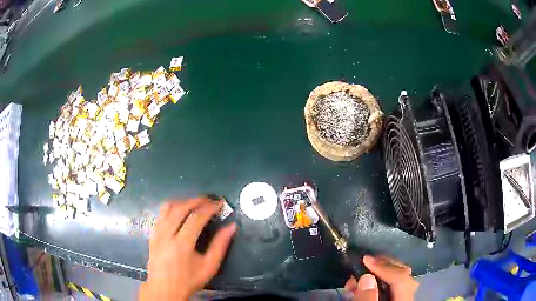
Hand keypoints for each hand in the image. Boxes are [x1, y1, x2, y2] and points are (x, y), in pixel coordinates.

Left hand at [139, 198, 236, 300]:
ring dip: (183, 202)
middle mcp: (167, 234)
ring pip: (167, 207)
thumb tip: (231, 227)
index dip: (209, 207)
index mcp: (182, 244)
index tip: (219, 203)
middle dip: (197, 200)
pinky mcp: (152, 233)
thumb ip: (220, 246)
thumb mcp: (209, 267)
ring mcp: (157, 232)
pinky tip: (180, 212)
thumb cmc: (189, 280)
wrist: (164, 288)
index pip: (196, 217)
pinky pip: (161, 213)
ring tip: (195, 204)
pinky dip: (172, 208)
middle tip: (209, 200)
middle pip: (181, 208)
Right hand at [344, 255, 418, 300]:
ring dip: (378, 273)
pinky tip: (363, 286)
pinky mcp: (394, 299)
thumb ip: (367, 300)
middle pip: (403, 275)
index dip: (384, 267)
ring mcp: (403, 298)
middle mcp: (407, 297)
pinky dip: (378, 282)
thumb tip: (366, 277)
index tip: (365, 260)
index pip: (401, 279)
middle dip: (383, 267)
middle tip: (364, 264)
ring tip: (357, 278)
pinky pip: (391, 286)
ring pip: (397, 279)